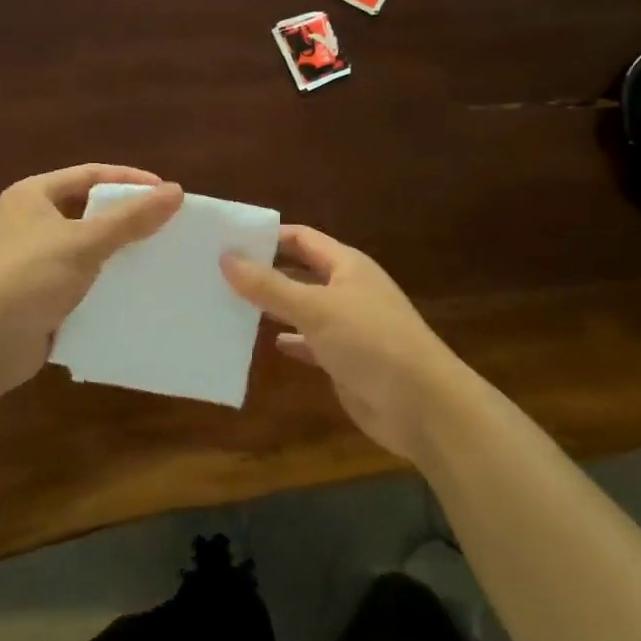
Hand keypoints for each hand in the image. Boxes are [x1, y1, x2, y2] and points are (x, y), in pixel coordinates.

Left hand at [0, 164, 181, 398]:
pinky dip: (106, 278)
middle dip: (126, 215)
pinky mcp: (40, 292)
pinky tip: (135, 287)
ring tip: (158, 254)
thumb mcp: (84, 241)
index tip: (166, 192)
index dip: (129, 180)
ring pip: (87, 244)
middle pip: (88, 208)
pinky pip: (82, 276)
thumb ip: (131, 217)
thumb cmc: (30, 277)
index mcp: (32, 195)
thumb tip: (176, 190)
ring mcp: (33, 258)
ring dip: (119, 249)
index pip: (89, 174)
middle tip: (167, 223)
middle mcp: (30, 221)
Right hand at [222, 226, 468, 461]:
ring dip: (273, 308)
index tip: (229, 239)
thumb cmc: (370, 341)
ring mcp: (348, 326)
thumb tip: (226, 257)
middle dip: (265, 272)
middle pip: (300, 272)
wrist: (422, 405)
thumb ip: (270, 285)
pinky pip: (310, 344)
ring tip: (229, 305)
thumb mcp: (315, 308)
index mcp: (346, 265)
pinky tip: (265, 344)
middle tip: (218, 273)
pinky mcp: (345, 360)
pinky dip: (290, 342)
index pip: (301, 238)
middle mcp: (347, 290)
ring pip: (302, 309)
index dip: (269, 236)